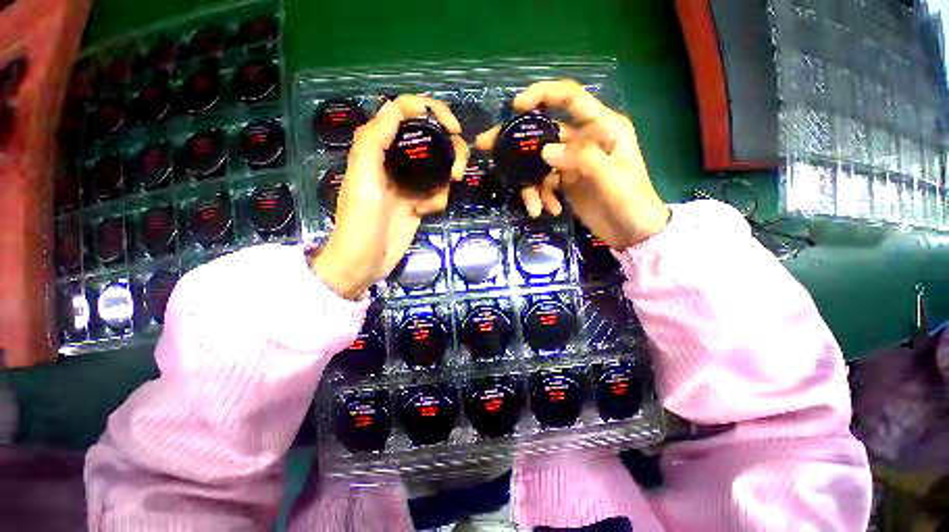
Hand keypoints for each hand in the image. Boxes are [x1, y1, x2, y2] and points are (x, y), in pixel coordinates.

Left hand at [313, 96, 467, 298]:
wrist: (364, 262)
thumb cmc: (360, 222)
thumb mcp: (362, 178)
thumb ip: (373, 141)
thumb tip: (397, 106)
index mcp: (377, 148)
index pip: (404, 112)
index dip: (431, 110)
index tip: (453, 127)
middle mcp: (395, 161)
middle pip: (430, 138)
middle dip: (450, 149)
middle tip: (457, 171)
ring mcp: (409, 183)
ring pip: (439, 165)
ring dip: (445, 179)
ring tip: (435, 201)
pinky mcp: (418, 202)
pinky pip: (438, 191)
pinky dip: (438, 200)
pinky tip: (426, 212)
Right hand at [476, 80, 668, 248]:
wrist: (634, 232)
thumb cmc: (631, 201)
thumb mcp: (611, 178)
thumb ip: (581, 158)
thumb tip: (545, 151)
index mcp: (601, 127)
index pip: (569, 97)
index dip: (542, 95)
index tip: (516, 106)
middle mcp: (584, 140)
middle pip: (544, 132)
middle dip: (516, 142)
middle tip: (487, 146)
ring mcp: (572, 163)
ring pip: (540, 164)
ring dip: (532, 185)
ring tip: (534, 206)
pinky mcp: (566, 182)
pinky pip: (544, 183)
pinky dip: (542, 197)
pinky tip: (549, 211)